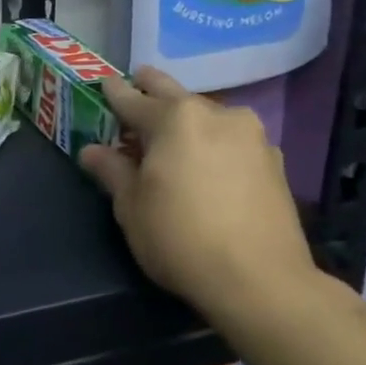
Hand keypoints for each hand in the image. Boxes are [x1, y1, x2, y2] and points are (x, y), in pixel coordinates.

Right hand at [78, 68, 315, 318]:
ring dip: (185, 119)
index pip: (132, 98)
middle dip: (151, 90)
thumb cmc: (179, 237)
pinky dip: (211, 141)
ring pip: (207, 114)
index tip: (102, 84)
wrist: (260, 280)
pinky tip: (203, 162)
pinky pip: (230, 138)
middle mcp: (216, 114)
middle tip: (134, 88)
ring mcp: (251, 135)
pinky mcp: (273, 160)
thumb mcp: (130, 206)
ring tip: (168, 136)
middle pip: (174, 94)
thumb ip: (111, 170)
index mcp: (174, 119)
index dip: (112, 93)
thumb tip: (92, 151)